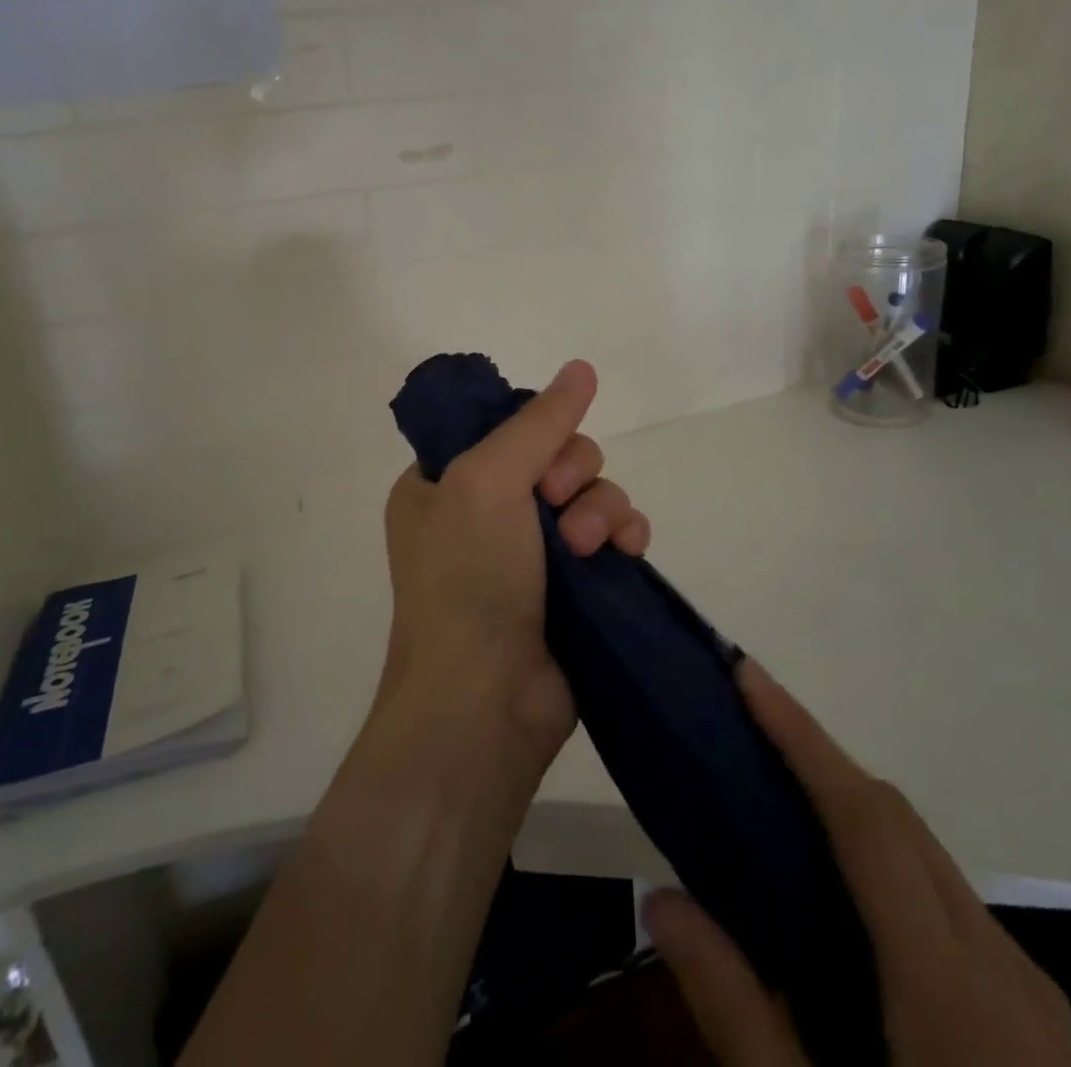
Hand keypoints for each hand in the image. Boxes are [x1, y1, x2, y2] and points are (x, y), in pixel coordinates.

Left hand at [381, 359, 649, 772]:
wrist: (485, 702)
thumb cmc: (467, 579)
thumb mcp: (487, 480)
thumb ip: (538, 421)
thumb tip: (583, 367)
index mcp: (444, 483)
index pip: (503, 426)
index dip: (533, 432)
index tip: (538, 458)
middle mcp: (486, 512)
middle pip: (556, 456)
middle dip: (571, 475)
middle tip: (558, 506)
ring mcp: (531, 552)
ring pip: (591, 492)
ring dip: (600, 509)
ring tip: (589, 548)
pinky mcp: (574, 586)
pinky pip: (612, 534)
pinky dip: (623, 535)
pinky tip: (626, 552)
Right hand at [644, 661, 1070, 1066]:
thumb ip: (738, 1014)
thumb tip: (659, 899)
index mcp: (951, 989)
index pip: (866, 818)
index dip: (802, 736)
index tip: (747, 674)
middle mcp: (1002, 966)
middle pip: (897, 821)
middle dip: (818, 757)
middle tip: (742, 726)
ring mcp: (1031, 992)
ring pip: (925, 855)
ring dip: (849, 806)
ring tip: (775, 795)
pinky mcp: (1037, 1017)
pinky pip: (947, 900)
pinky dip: (884, 862)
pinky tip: (840, 896)